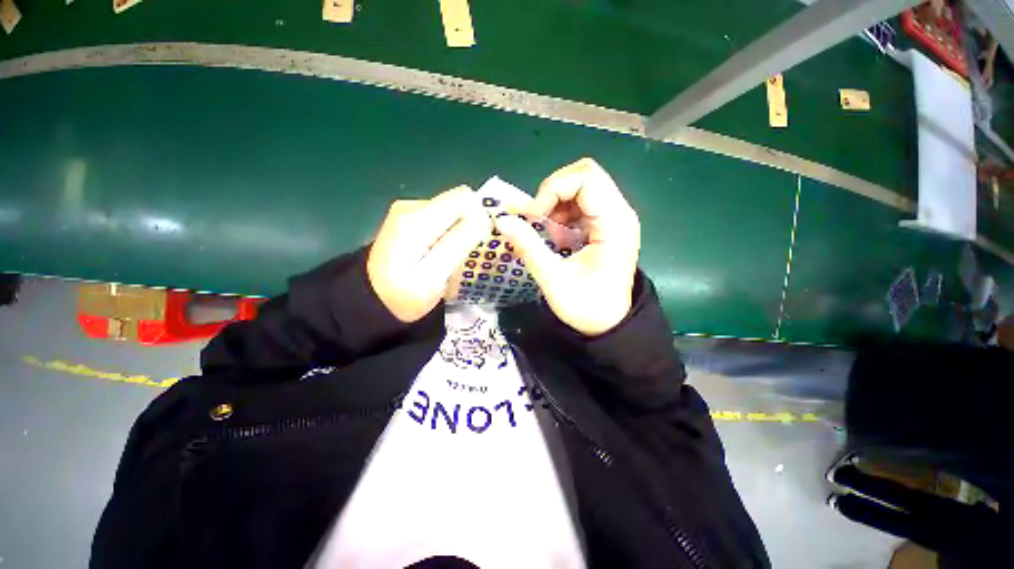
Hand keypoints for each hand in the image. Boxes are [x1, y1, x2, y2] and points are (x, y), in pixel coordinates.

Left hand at [368, 186, 490, 322]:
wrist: (373, 300)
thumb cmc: (403, 295)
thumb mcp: (433, 276)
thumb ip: (457, 245)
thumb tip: (483, 218)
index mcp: (417, 218)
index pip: (464, 198)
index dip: (479, 217)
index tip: (478, 242)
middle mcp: (413, 206)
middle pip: (459, 203)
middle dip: (470, 226)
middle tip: (465, 255)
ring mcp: (410, 211)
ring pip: (453, 212)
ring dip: (461, 232)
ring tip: (454, 257)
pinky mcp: (411, 218)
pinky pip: (444, 219)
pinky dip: (451, 234)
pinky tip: (444, 253)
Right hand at [495, 158, 639, 335]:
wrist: (608, 324)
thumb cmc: (586, 306)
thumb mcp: (553, 279)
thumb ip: (528, 247)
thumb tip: (501, 220)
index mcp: (615, 223)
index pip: (586, 178)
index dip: (553, 190)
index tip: (533, 217)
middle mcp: (620, 213)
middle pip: (584, 175)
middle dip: (552, 192)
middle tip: (536, 218)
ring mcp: (614, 217)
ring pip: (581, 186)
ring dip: (555, 202)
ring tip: (544, 230)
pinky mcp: (606, 224)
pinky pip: (580, 202)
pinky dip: (561, 212)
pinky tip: (554, 235)